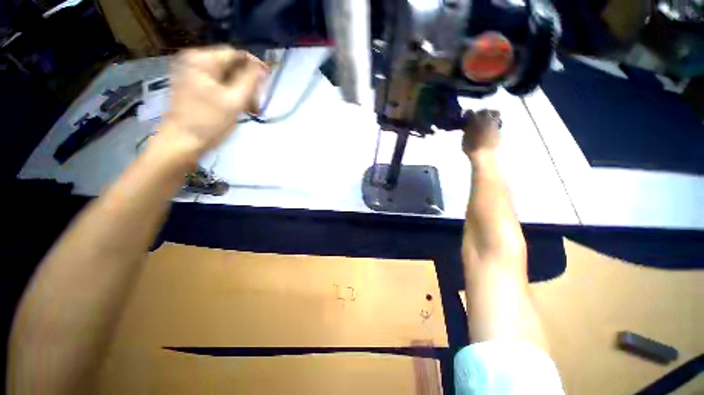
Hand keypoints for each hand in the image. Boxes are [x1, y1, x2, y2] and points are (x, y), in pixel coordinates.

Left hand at [161, 46, 267, 155]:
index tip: (267, 82)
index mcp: (201, 60)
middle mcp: (195, 61)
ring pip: (227, 77)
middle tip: (256, 104)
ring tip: (250, 110)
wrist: (183, 141)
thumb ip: (250, 81)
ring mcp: (192, 73)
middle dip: (247, 84)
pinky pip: (219, 84)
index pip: (235, 54)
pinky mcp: (193, 85)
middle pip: (231, 66)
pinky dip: (231, 94)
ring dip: (241, 92)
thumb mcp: (234, 100)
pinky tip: (238, 108)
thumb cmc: (209, 121)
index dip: (254, 66)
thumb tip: (262, 68)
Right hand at [461, 109, 500, 160]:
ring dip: (489, 116)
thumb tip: (468, 127)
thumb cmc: (471, 148)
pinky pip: (497, 122)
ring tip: (485, 122)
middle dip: (479, 113)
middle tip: (476, 119)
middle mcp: (486, 119)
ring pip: (495, 114)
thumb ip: (467, 130)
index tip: (465, 118)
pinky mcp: (500, 130)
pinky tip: (489, 130)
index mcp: (475, 120)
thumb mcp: (464, 139)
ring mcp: (495, 124)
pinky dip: (493, 124)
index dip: (467, 115)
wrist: (484, 156)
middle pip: (484, 111)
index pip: (470, 112)